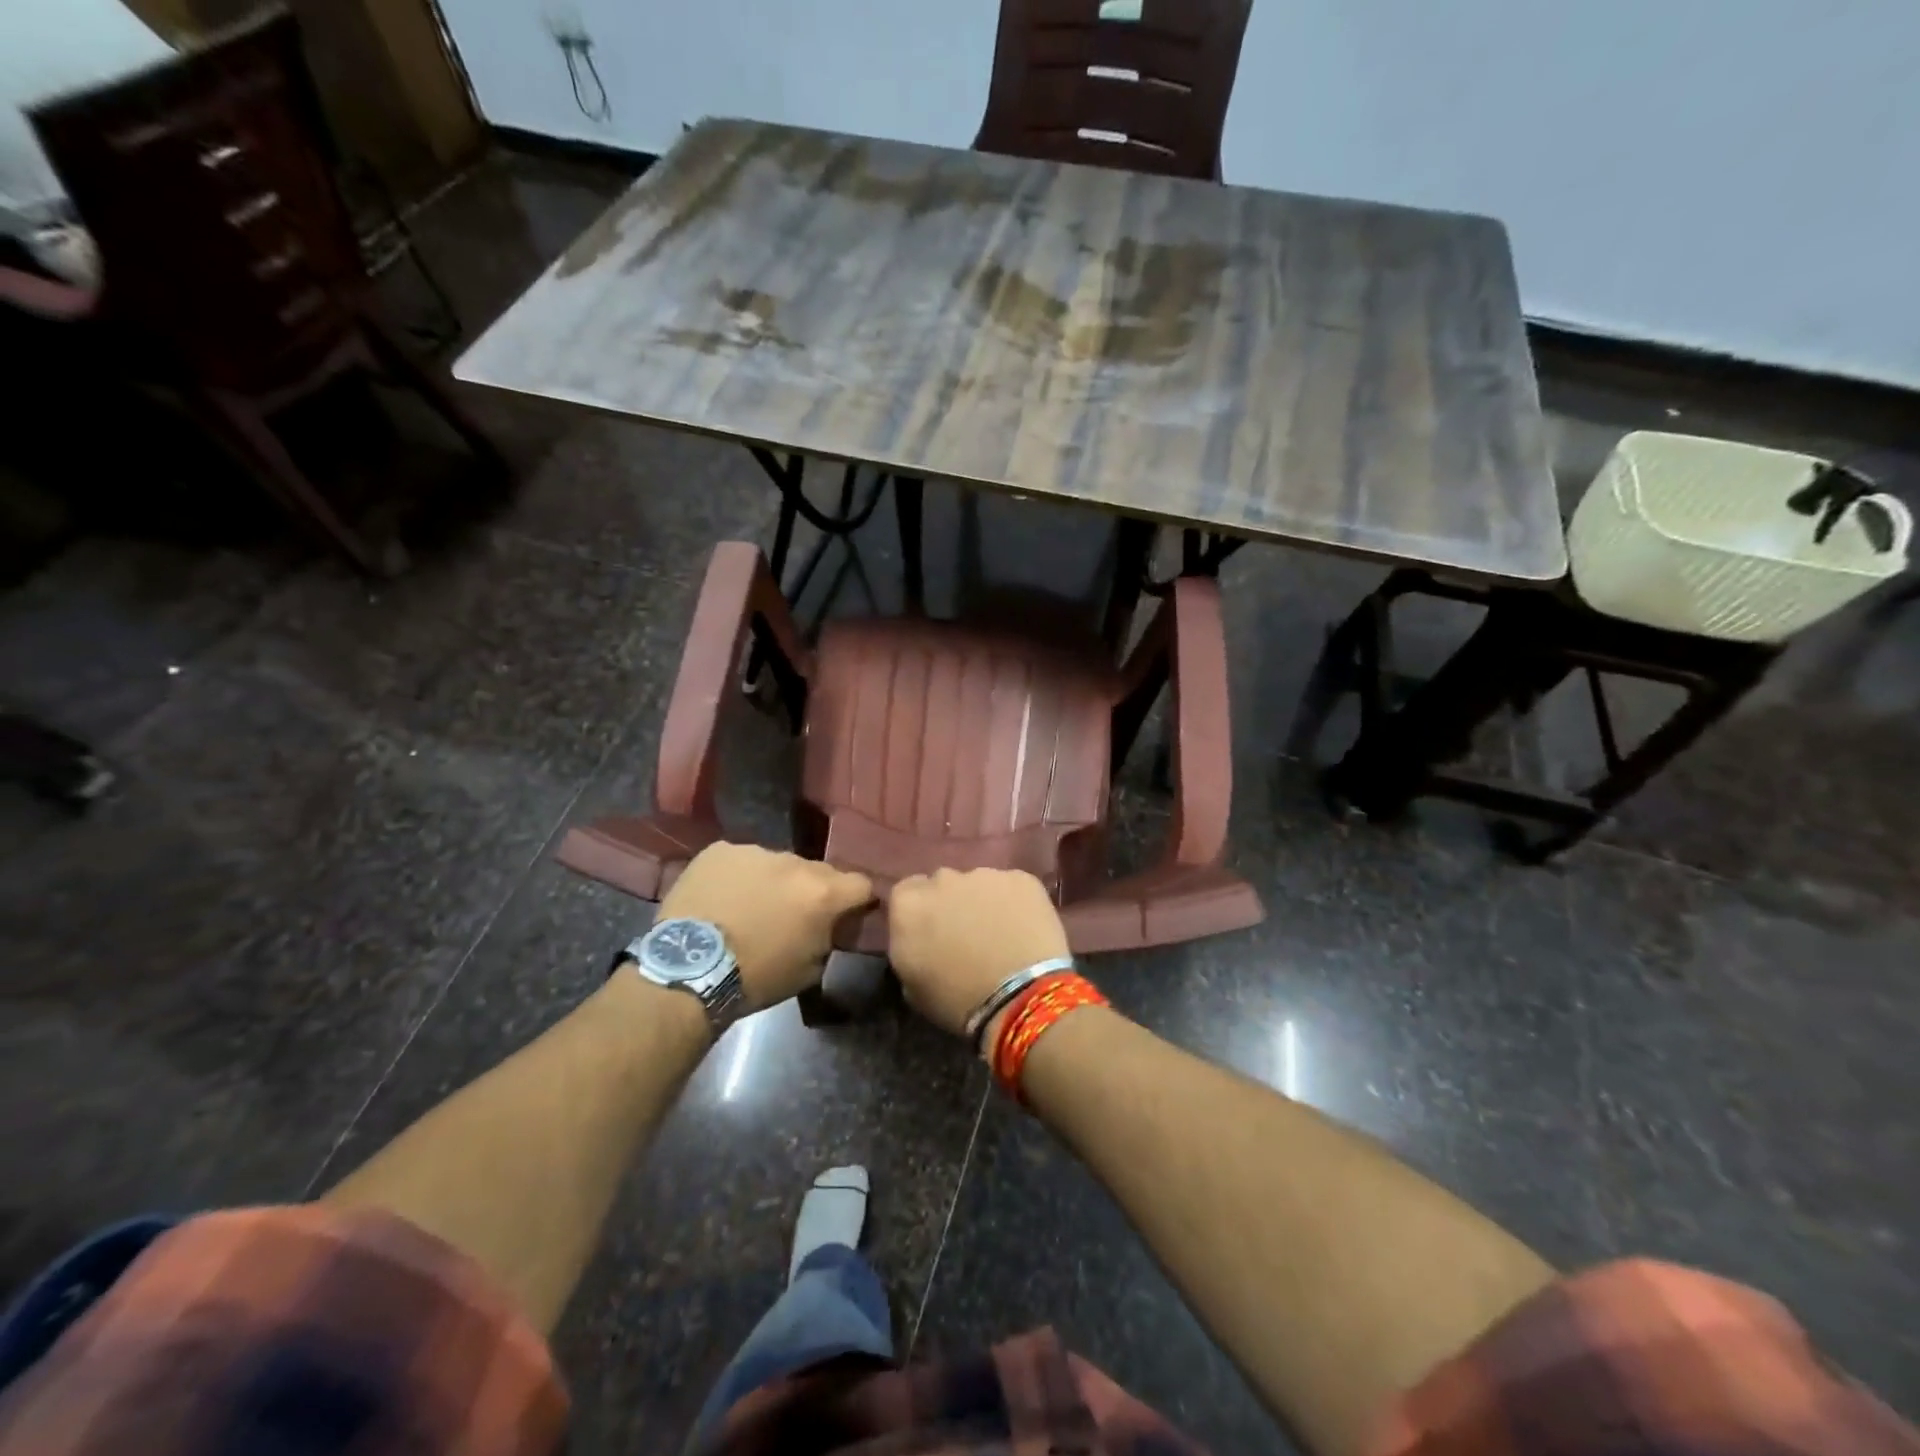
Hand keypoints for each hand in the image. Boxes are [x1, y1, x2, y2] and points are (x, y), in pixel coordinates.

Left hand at [657, 844, 873, 1010]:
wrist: (689, 970)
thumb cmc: (756, 978)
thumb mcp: (810, 968)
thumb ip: (828, 936)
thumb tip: (830, 924)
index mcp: (823, 893)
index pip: (861, 884)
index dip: (856, 900)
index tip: (845, 914)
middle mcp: (795, 862)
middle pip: (817, 871)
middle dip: (810, 890)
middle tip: (791, 915)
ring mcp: (756, 851)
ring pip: (777, 864)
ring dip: (773, 882)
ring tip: (749, 907)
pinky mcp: (720, 850)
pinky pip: (740, 860)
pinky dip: (738, 877)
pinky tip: (721, 899)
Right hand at [888, 868, 1069, 1038]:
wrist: (1021, 996)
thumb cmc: (958, 1002)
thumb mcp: (912, 987)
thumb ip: (909, 949)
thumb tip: (920, 942)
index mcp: (908, 905)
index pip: (905, 894)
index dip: (920, 913)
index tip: (931, 934)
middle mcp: (943, 879)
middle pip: (942, 884)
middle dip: (951, 903)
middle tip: (966, 935)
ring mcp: (985, 875)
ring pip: (979, 884)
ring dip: (983, 902)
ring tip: (1000, 935)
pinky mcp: (1022, 878)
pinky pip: (1013, 887)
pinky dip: (1016, 903)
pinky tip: (1026, 929)